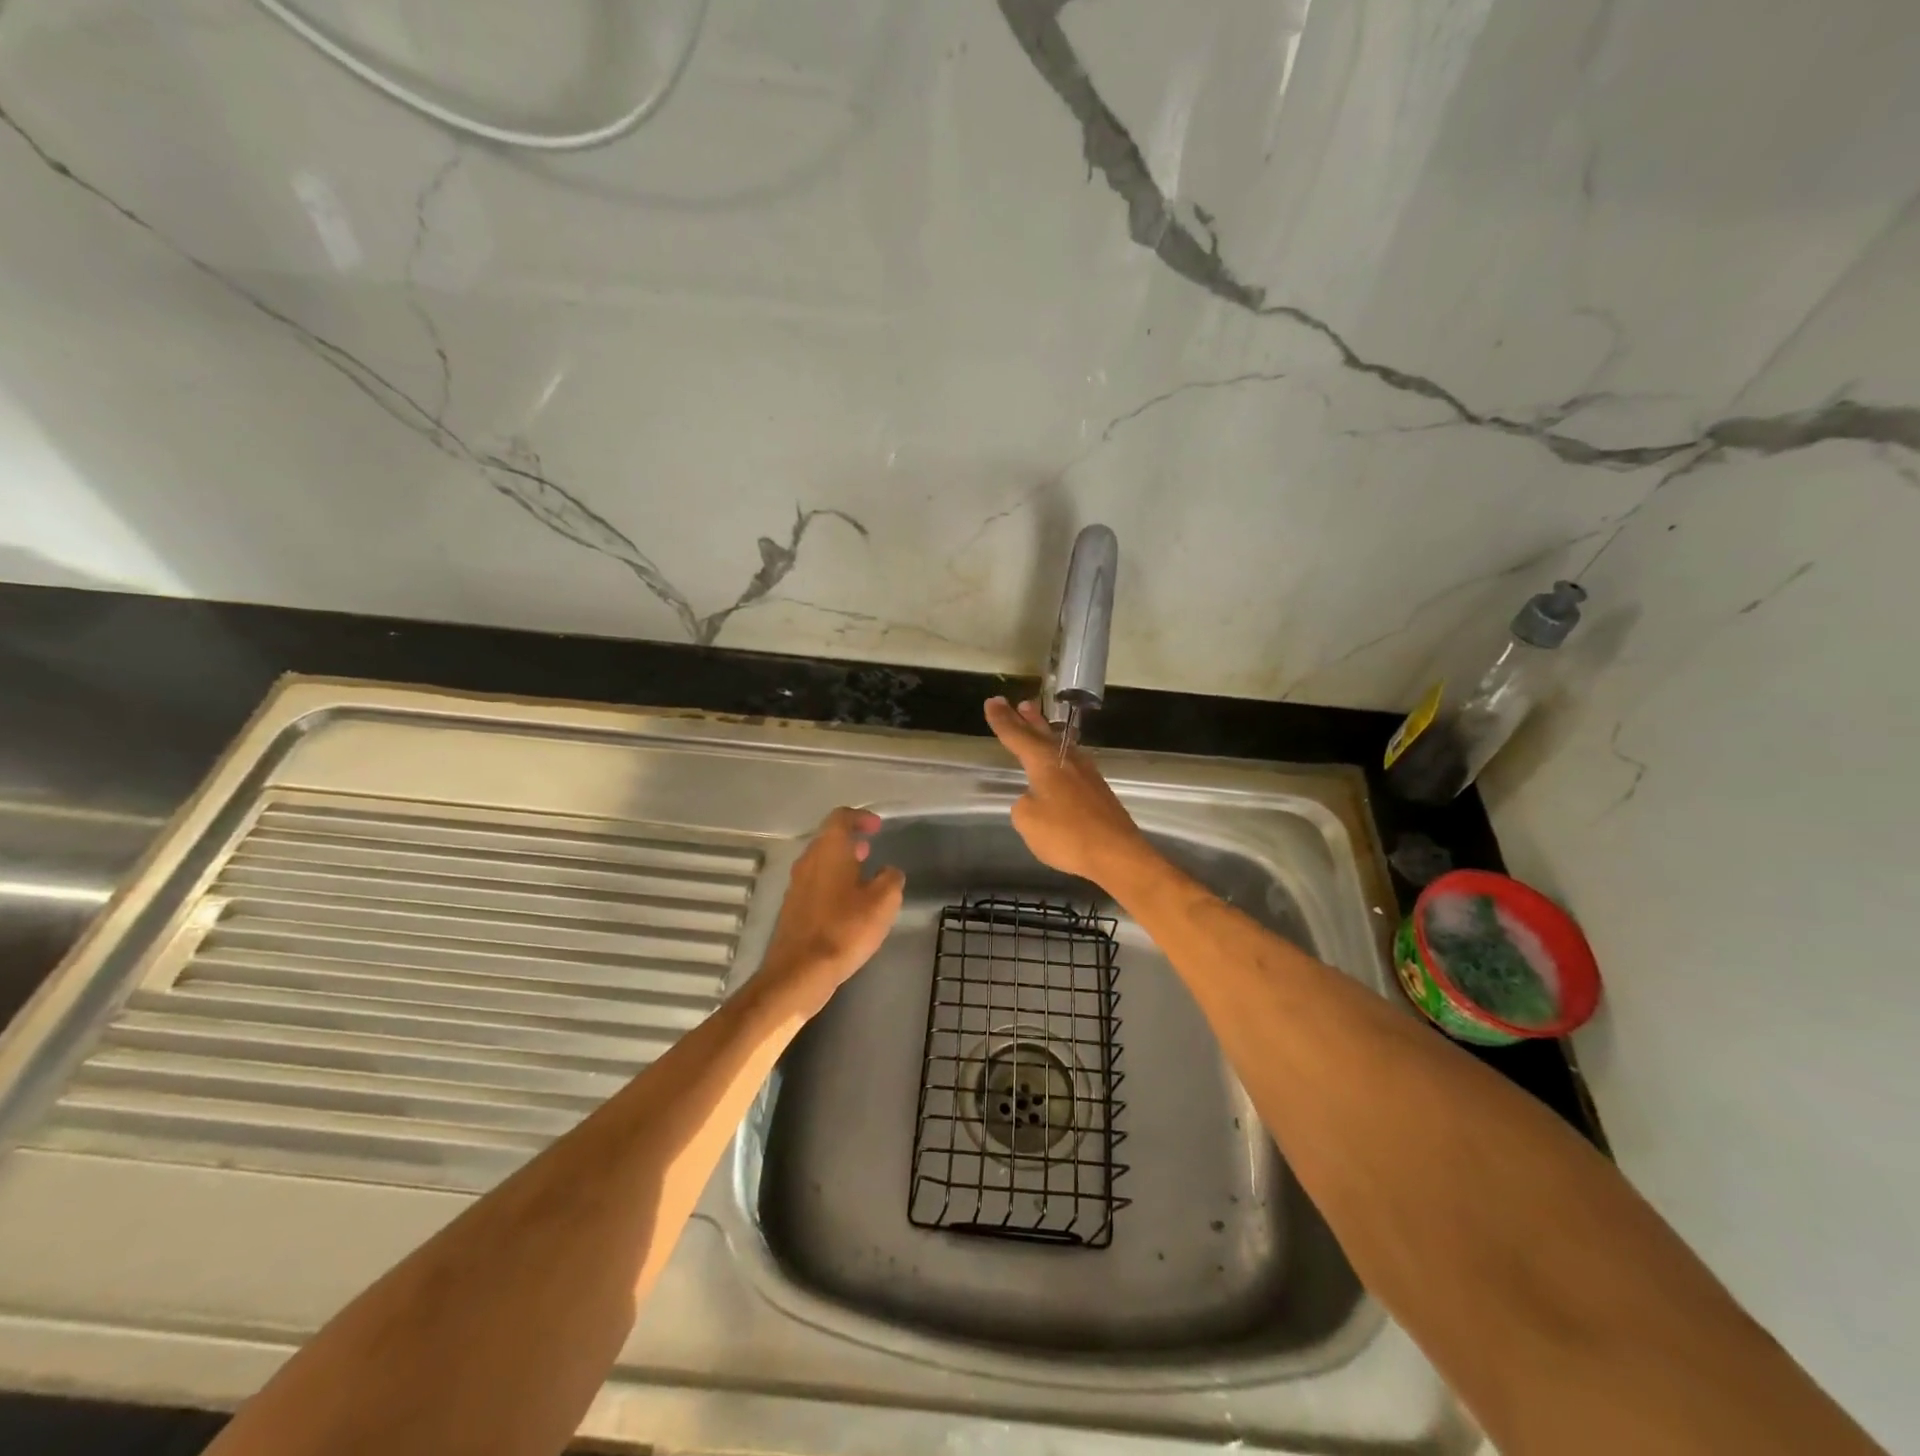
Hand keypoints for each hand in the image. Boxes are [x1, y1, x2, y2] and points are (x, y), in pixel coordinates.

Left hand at [757, 808, 905, 1015]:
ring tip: (863, 878)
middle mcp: (807, 861)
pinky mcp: (792, 908)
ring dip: (841, 864)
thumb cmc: (845, 929)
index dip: (861, 817)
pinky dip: (832, 885)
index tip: (877, 827)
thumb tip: (888, 872)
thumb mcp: (883, 902)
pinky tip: (847, 906)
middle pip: (828, 839)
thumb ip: (891, 879)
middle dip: (850, 842)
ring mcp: (796, 885)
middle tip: (871, 850)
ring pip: (821, 863)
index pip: (841, 817)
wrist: (800, 972)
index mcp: (829, 850)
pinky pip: (815, 885)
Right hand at [984, 697, 1154, 889]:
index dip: (1003, 720)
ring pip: (1060, 745)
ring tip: (1035, 720)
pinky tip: (1060, 759)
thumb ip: (1024, 804)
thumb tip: (1034, 798)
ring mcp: (1086, 774)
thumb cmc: (1068, 835)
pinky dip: (1059, 753)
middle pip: (1042, 734)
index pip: (1018, 736)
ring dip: (1045, 732)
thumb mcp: (1028, 821)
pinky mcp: (1097, 790)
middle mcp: (1067, 761)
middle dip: (1026, 720)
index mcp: (1046, 763)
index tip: (992, 702)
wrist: (1117, 853)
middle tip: (1018, 703)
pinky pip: (1071, 761)